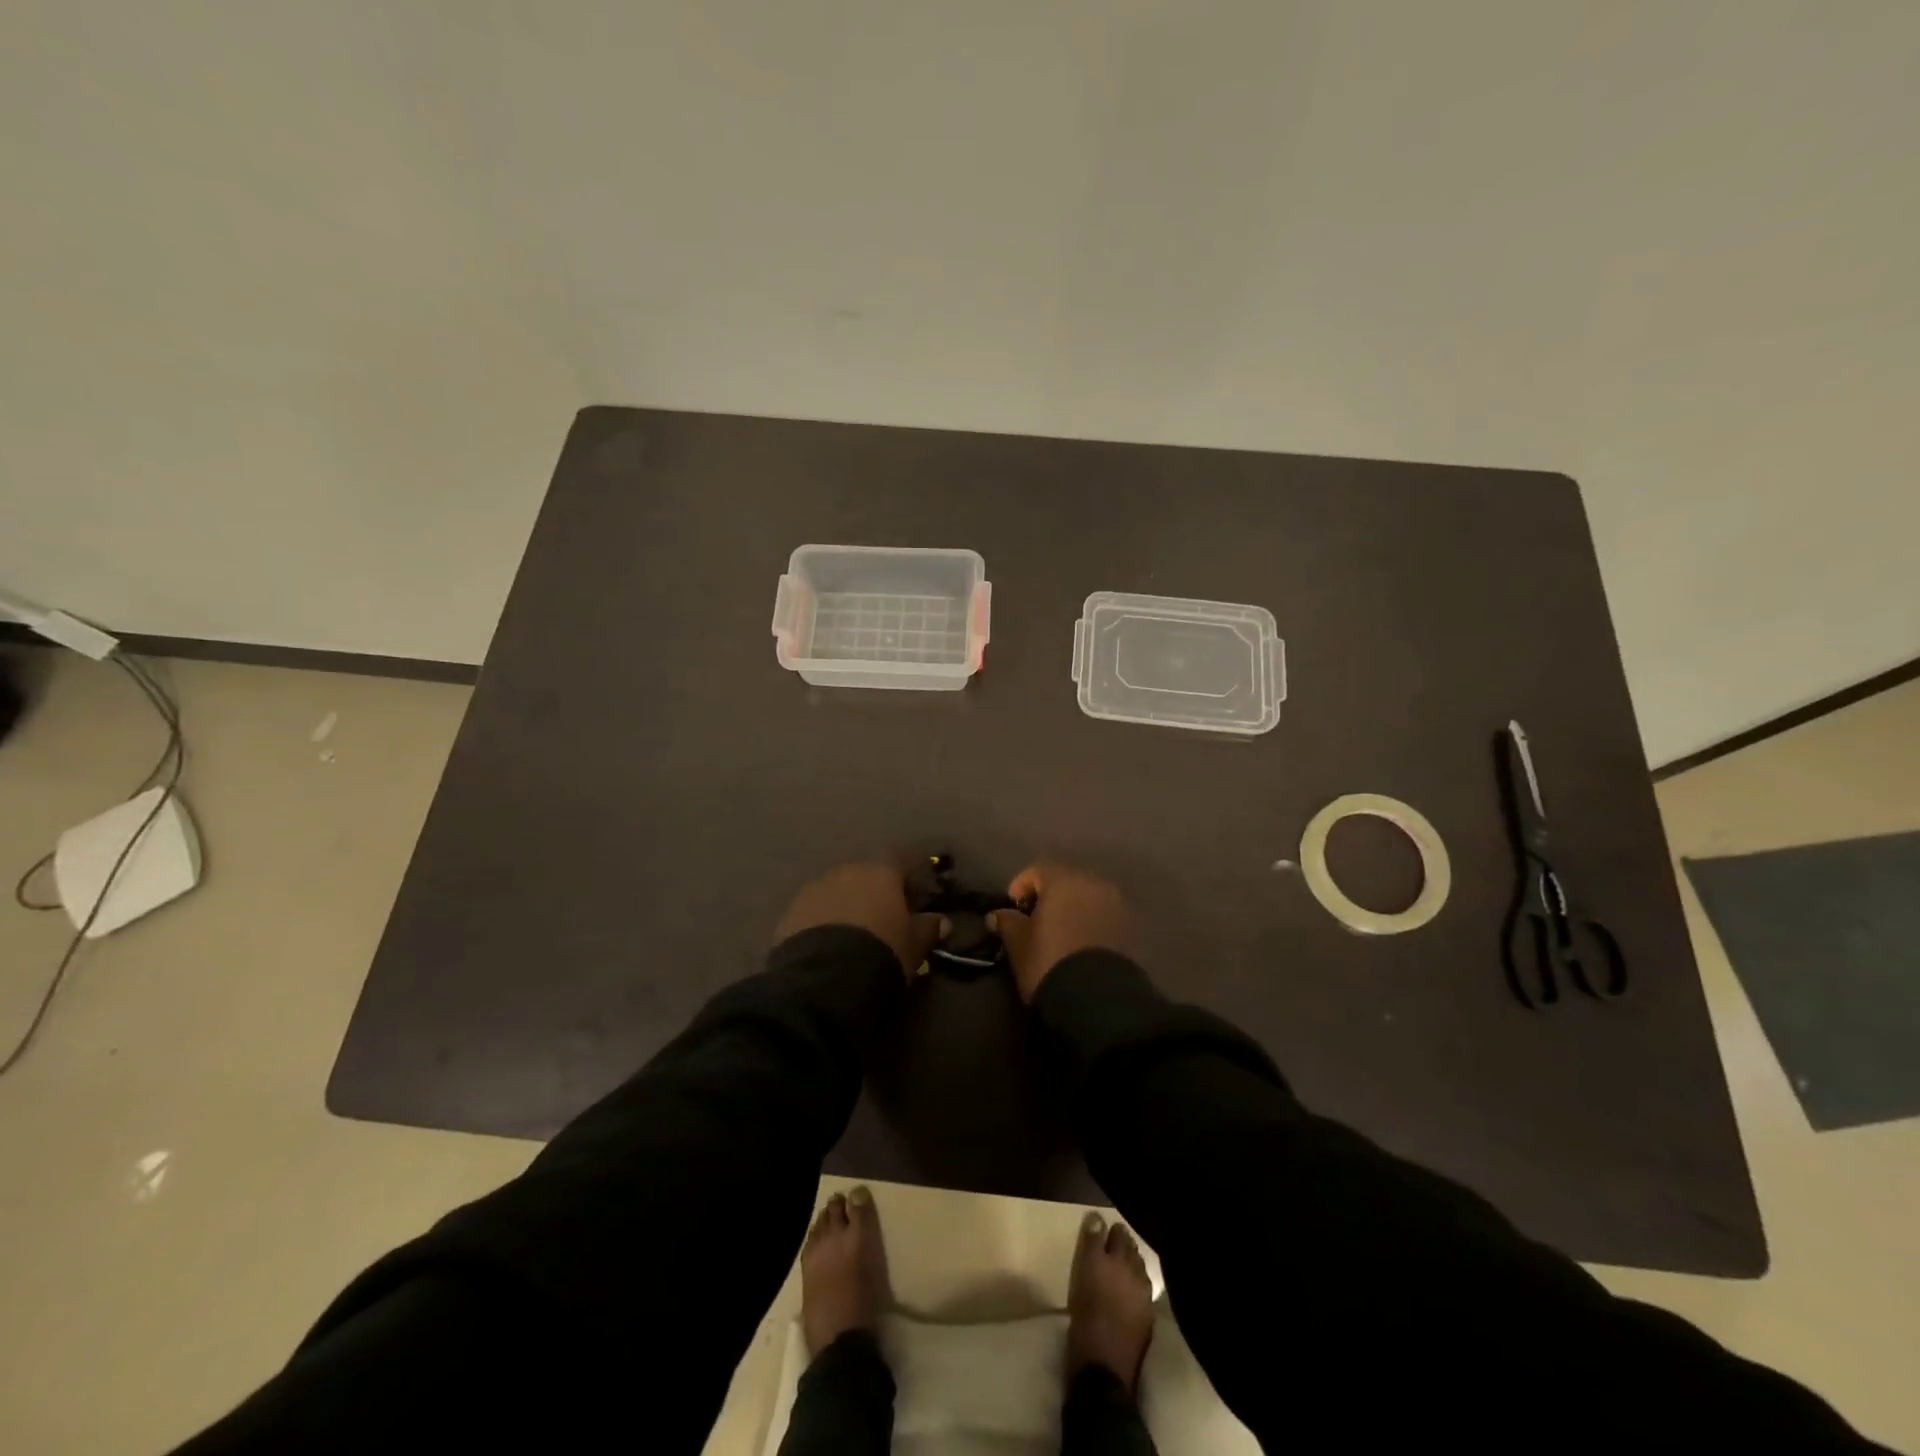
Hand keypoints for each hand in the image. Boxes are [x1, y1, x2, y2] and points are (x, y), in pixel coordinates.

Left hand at [774, 862, 947, 977]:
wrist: (825, 977)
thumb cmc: (882, 951)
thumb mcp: (914, 945)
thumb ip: (928, 929)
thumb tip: (943, 921)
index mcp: (880, 872)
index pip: (898, 858)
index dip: (906, 874)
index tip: (911, 894)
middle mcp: (846, 871)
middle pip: (864, 874)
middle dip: (871, 892)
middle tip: (880, 918)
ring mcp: (814, 889)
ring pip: (835, 891)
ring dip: (844, 905)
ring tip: (850, 935)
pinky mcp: (790, 912)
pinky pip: (812, 911)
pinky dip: (821, 922)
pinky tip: (826, 946)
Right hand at [988, 862, 1133, 1001]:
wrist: (1096, 998)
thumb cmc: (1049, 960)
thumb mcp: (1018, 942)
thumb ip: (1007, 922)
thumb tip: (996, 915)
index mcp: (1064, 880)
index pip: (1037, 870)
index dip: (1020, 886)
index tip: (1012, 909)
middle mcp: (1093, 883)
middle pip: (1065, 881)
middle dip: (1048, 896)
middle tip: (1034, 921)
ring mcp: (1115, 904)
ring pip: (1086, 898)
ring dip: (1071, 909)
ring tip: (1057, 934)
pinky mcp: (1128, 928)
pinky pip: (1101, 916)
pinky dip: (1088, 923)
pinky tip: (1077, 944)